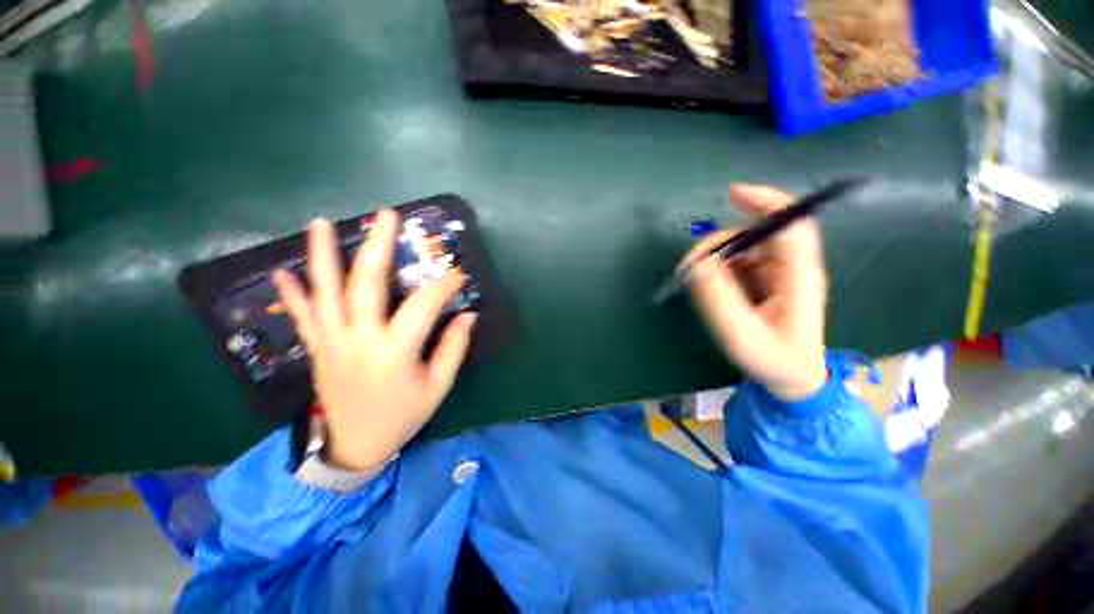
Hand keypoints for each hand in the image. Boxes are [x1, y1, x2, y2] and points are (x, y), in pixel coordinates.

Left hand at [273, 212, 476, 470]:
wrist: (355, 446)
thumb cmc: (403, 416)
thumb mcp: (438, 387)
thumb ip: (453, 348)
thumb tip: (467, 314)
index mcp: (394, 352)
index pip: (422, 306)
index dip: (443, 286)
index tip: (457, 275)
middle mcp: (359, 340)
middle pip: (366, 285)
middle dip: (377, 246)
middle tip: (386, 215)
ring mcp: (332, 343)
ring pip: (325, 293)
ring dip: (322, 256)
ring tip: (321, 223)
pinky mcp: (317, 349)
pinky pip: (302, 317)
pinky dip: (292, 293)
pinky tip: (282, 271)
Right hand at [686, 185, 827, 400]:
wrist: (792, 379)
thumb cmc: (773, 360)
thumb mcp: (741, 334)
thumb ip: (718, 298)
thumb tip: (698, 264)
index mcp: (798, 277)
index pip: (791, 225)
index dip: (767, 202)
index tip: (732, 193)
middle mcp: (791, 267)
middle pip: (760, 233)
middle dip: (722, 241)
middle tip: (692, 265)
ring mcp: (779, 273)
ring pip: (746, 247)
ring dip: (718, 257)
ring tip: (696, 280)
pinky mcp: (766, 281)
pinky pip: (740, 262)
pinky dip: (720, 268)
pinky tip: (710, 285)